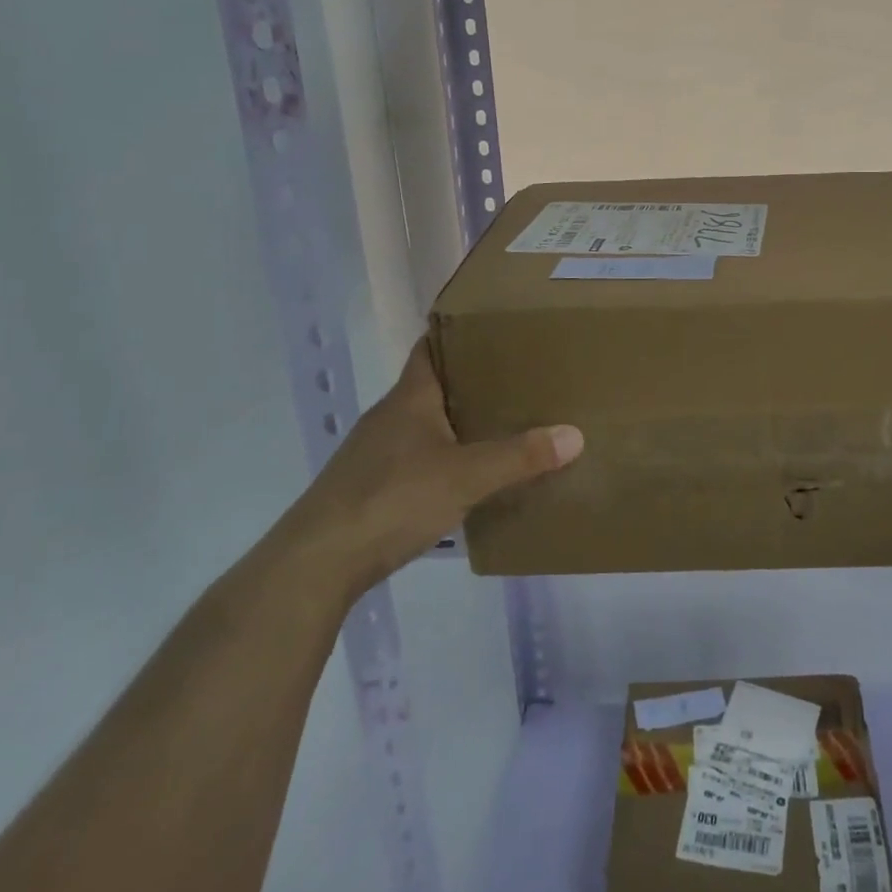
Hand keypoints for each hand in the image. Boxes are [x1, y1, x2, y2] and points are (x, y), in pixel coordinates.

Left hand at [272, 339, 582, 599]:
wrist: (317, 564)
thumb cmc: (392, 499)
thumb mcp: (465, 476)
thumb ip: (519, 457)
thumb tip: (575, 434)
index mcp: (409, 398)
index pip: (432, 347)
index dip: (460, 333)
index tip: (497, 328)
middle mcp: (390, 417)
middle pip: (433, 385)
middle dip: (472, 380)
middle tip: (520, 377)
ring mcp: (376, 453)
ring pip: (425, 424)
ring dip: (458, 422)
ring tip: (504, 423)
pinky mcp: (370, 488)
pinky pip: (417, 458)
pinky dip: (444, 457)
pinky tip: (468, 475)